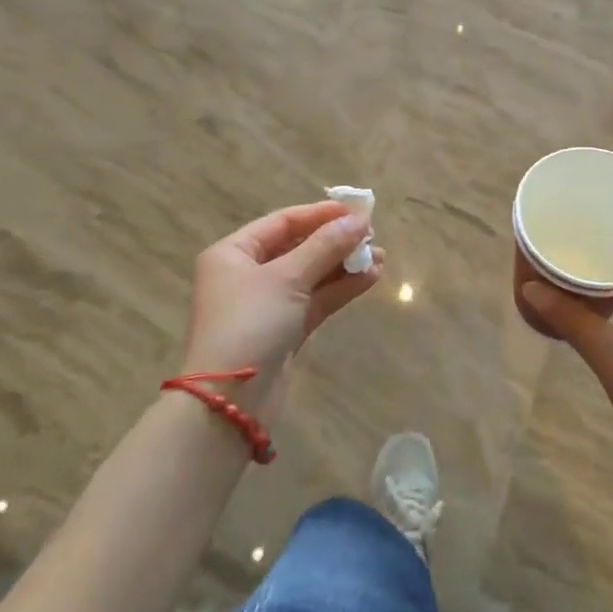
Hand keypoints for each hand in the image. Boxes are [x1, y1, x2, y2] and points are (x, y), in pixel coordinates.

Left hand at [182, 201, 382, 381]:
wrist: (231, 401)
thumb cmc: (250, 324)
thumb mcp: (288, 278)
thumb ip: (325, 246)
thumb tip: (360, 220)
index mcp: (234, 253)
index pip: (283, 222)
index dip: (321, 214)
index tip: (357, 211)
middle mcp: (247, 275)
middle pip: (298, 247)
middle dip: (336, 241)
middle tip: (373, 236)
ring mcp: (266, 305)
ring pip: (311, 276)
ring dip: (344, 265)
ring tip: (381, 257)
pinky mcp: (284, 331)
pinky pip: (315, 300)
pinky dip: (340, 289)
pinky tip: (370, 278)